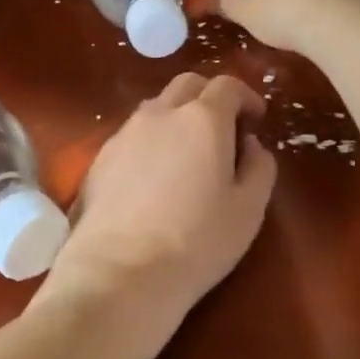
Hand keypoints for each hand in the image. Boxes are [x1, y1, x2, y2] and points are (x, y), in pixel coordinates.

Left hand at [42, 74, 276, 331]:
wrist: (119, 272)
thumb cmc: (197, 241)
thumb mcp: (249, 209)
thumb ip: (259, 166)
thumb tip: (250, 144)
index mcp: (202, 119)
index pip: (227, 85)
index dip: (246, 97)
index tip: (255, 120)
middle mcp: (160, 114)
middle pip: (187, 85)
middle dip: (210, 98)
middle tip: (224, 131)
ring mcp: (124, 133)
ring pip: (156, 108)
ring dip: (178, 118)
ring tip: (188, 155)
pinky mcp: (100, 158)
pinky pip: (132, 134)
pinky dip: (151, 141)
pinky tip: (155, 177)